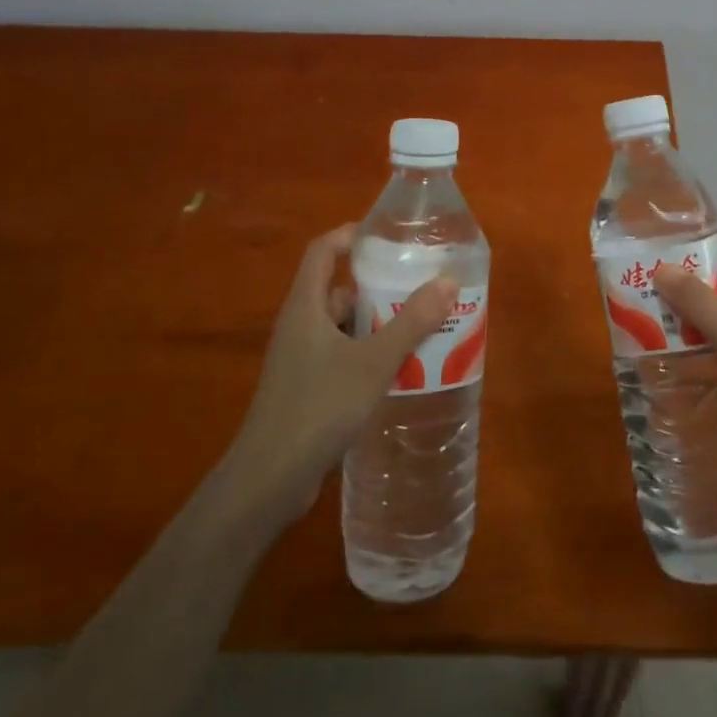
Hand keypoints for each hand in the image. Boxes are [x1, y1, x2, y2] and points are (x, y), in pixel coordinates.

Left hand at [225, 225, 457, 525]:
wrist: (268, 480)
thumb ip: (412, 322)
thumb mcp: (373, 361)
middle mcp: (300, 326)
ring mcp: (301, 360)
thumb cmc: (318, 407)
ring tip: (422, 325)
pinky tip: (400, 368)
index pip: (323, 251)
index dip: (351, 236)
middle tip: (421, 285)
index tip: (388, 236)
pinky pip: (343, 355)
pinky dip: (370, 353)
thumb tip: (448, 281)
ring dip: (378, 323)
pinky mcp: (307, 389)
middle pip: (339, 289)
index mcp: (306, 307)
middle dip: (378, 285)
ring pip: (344, 326)